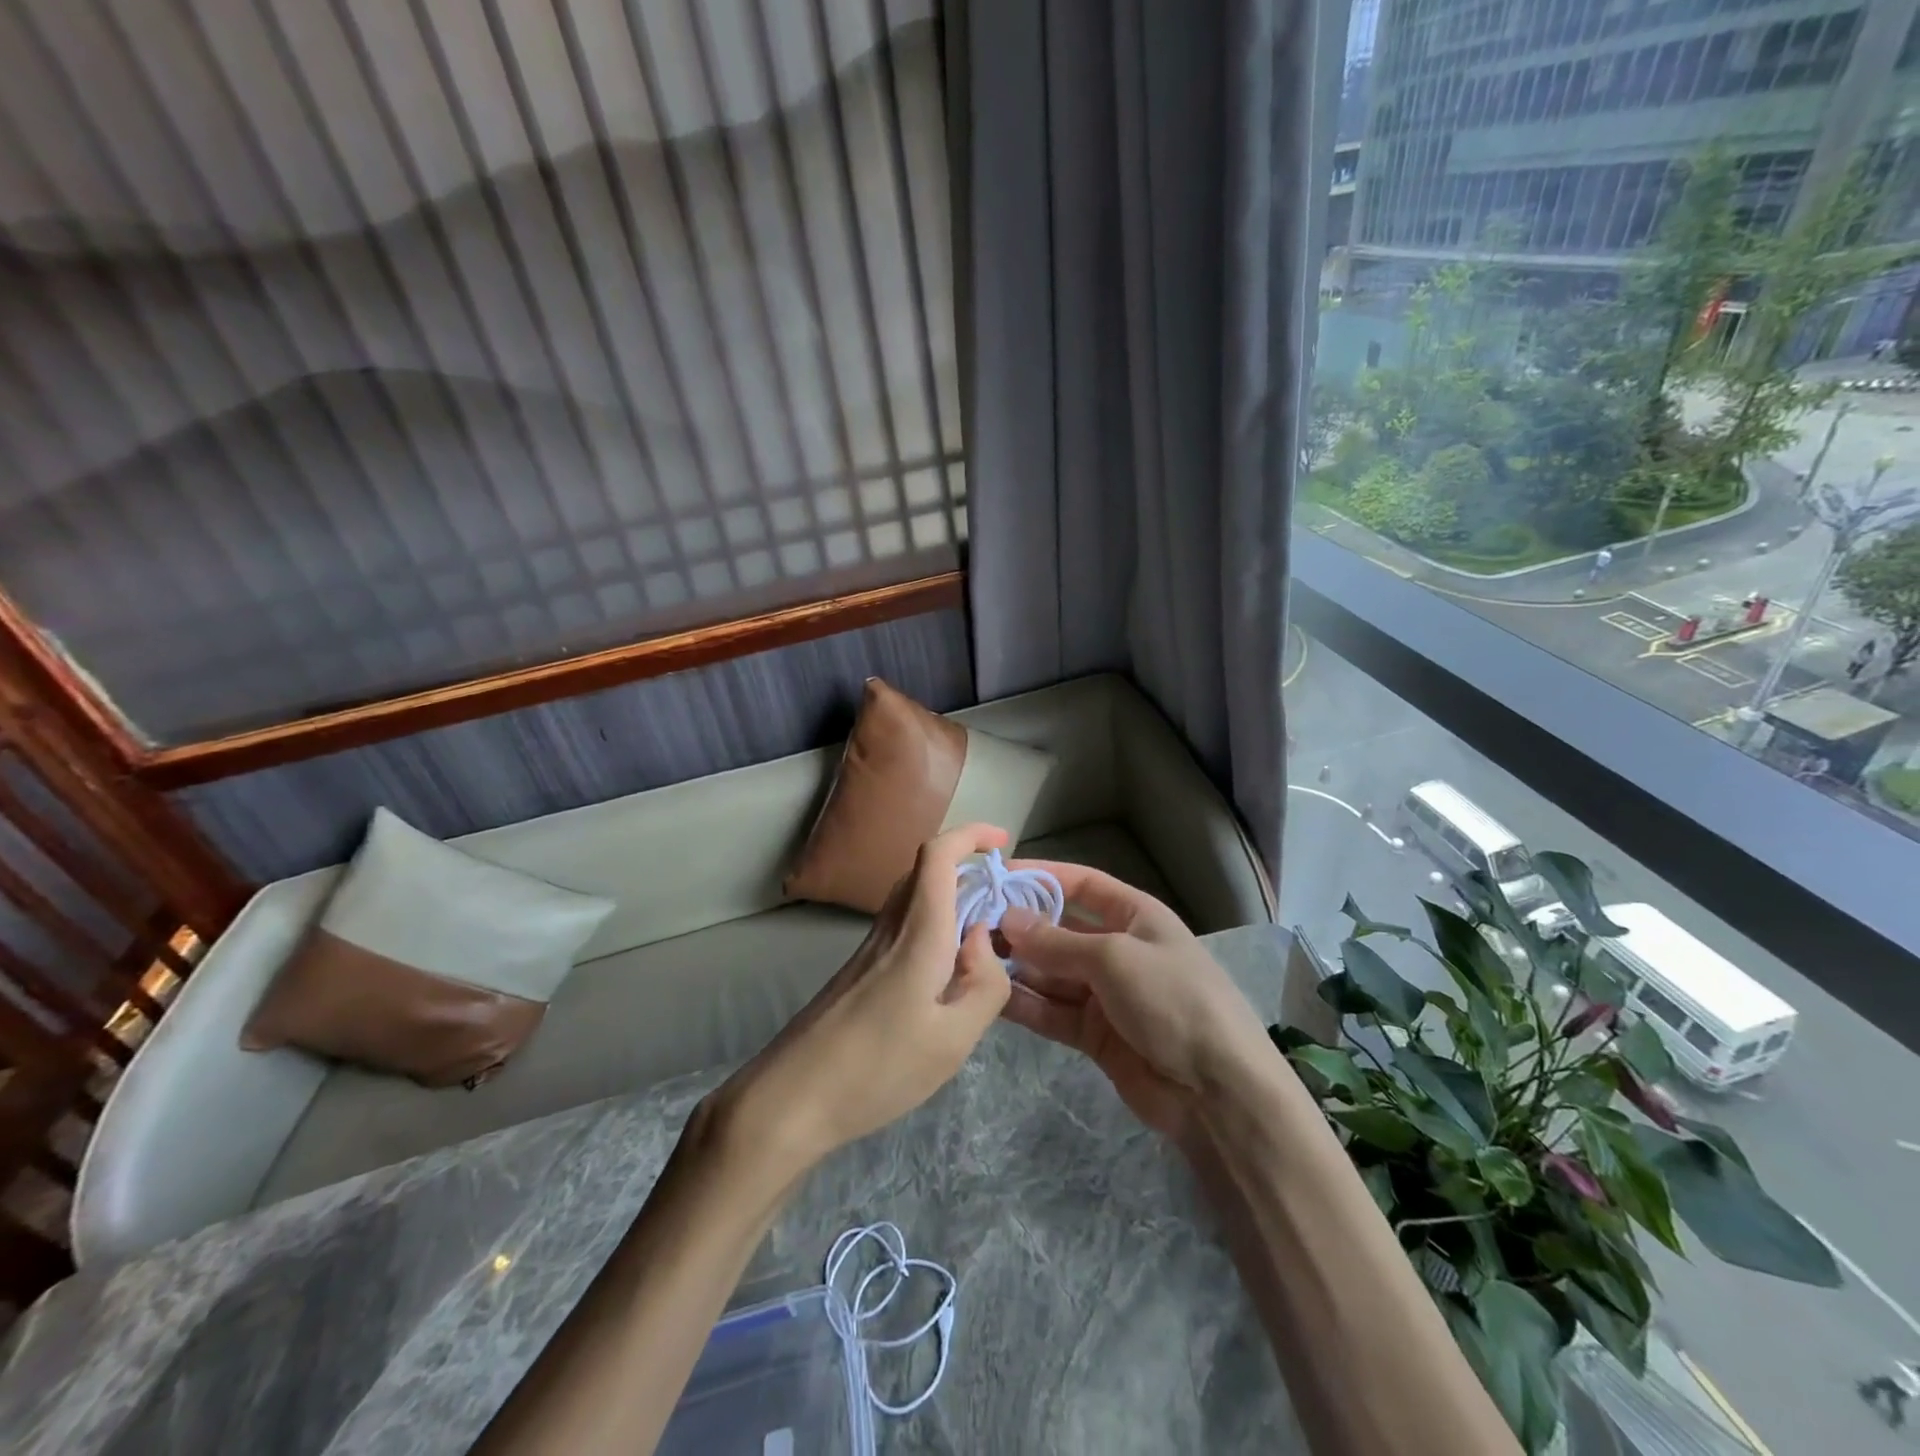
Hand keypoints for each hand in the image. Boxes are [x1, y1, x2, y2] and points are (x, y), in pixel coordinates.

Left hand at [716, 824, 1013, 1174]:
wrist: (792, 1098)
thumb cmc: (878, 1069)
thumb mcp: (953, 1040)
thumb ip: (985, 985)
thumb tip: (982, 938)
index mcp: (918, 934)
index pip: (938, 856)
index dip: (971, 835)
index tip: (1003, 841)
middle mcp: (891, 928)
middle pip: (925, 870)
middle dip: (968, 866)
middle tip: (1004, 899)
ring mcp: (870, 947)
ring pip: (913, 898)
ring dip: (951, 897)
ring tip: (984, 937)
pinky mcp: (859, 970)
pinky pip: (903, 926)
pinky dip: (934, 925)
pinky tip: (948, 972)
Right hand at [997, 862, 1271, 1142]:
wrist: (1218, 1092)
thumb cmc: (1172, 1000)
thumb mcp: (1114, 959)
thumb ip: (1056, 942)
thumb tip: (1006, 918)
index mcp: (1135, 916)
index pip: (1081, 885)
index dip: (1041, 877)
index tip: (997, 876)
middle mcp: (1117, 948)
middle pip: (1059, 930)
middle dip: (1019, 927)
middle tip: (969, 924)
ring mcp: (1105, 993)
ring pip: (1050, 972)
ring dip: (1015, 966)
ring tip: (969, 958)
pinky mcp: (1094, 1034)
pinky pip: (1051, 1011)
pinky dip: (1024, 1003)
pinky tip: (988, 996)